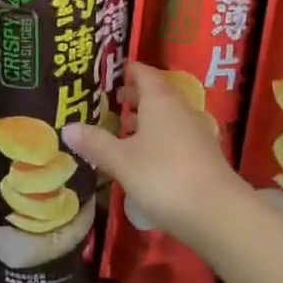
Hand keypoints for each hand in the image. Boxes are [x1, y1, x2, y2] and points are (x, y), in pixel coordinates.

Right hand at [63, 63, 247, 249]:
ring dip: (148, 120)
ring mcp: (198, 134)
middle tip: (114, 100)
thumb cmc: (163, 176)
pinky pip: (177, 137)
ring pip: (169, 118)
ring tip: (125, 129)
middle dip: (137, 96)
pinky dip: (160, 139)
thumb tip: (67, 127)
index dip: (131, 70)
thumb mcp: (121, 160)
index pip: (145, 74)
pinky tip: (147, 157)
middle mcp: (182, 110)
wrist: (216, 212)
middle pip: (159, 95)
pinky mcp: (205, 157)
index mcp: (161, 101)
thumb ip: (95, 143)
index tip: (115, 71)